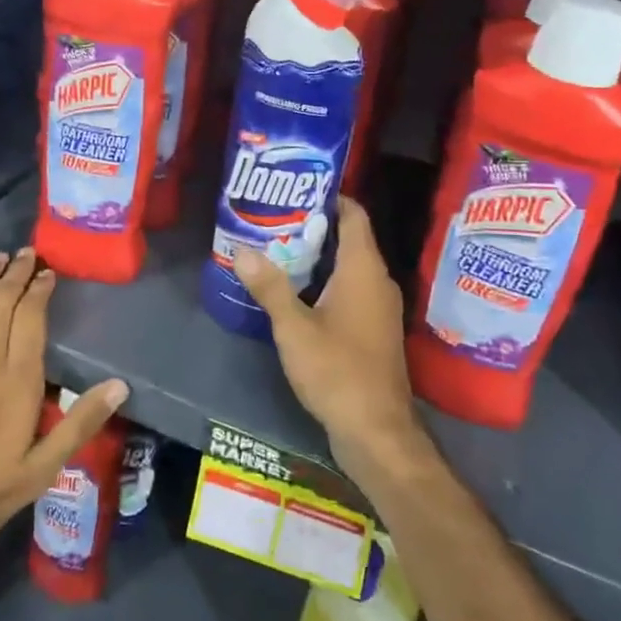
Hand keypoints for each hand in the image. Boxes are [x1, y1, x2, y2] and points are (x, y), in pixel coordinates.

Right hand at [234, 197, 423, 480]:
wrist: (376, 432)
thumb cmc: (337, 370)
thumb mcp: (294, 328)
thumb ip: (269, 287)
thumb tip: (242, 249)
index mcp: (364, 269)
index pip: (354, 214)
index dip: (330, 196)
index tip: (296, 188)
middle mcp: (377, 281)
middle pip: (349, 238)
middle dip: (313, 226)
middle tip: (273, 218)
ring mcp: (379, 307)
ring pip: (348, 267)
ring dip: (317, 257)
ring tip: (276, 249)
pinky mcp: (373, 330)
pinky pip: (350, 290)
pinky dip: (326, 282)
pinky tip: (295, 291)